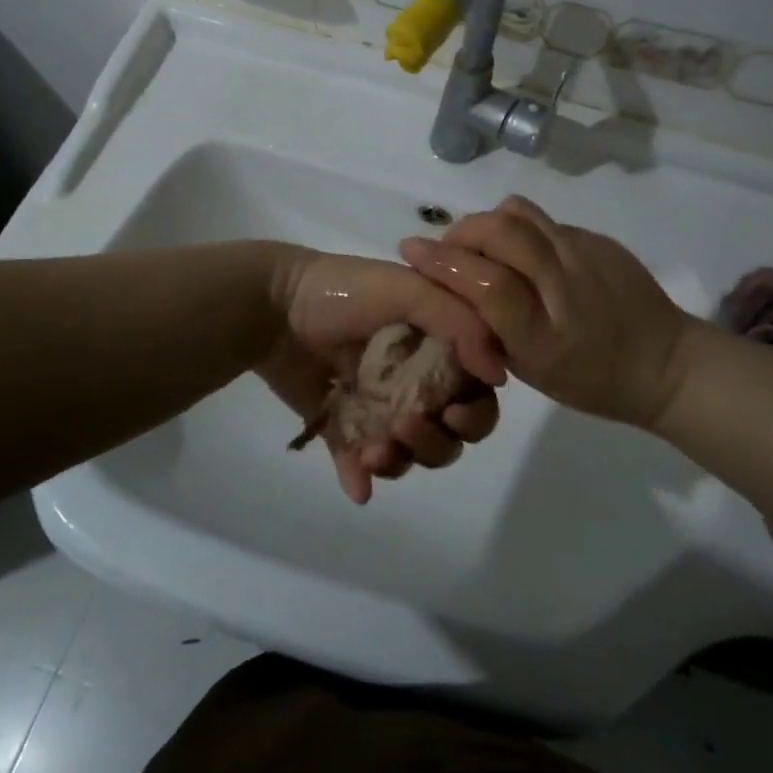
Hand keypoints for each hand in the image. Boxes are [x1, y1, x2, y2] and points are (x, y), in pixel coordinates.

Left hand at [260, 247, 505, 503]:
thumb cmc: (346, 292)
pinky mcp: (342, 425)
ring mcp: (378, 405)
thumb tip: (498, 376)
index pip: (476, 393)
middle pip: (449, 433)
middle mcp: (415, 379)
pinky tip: (358, 482)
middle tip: (404, 425)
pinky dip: (363, 478)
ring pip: (410, 453)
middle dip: (436, 442)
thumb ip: (460, 324)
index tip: (453, 412)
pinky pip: (361, 463)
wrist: (274, 304)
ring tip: (373, 451)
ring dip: (401, 460)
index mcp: (438, 346)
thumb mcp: (410, 289)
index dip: (475, 412)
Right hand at [399, 196, 693, 429]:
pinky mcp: (600, 239)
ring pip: (520, 214)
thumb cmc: (592, 379)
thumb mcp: (532, 368)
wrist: (666, 364)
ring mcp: (587, 251)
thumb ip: (490, 328)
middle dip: (460, 232)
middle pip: (500, 230)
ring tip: (483, 248)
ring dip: (488, 224)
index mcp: (545, 330)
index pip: (484, 279)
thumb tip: (453, 285)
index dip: (442, 261)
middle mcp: (566, 281)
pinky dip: (520, 231)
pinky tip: (525, 256)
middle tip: (447, 250)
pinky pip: (545, 221)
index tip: (410, 249)